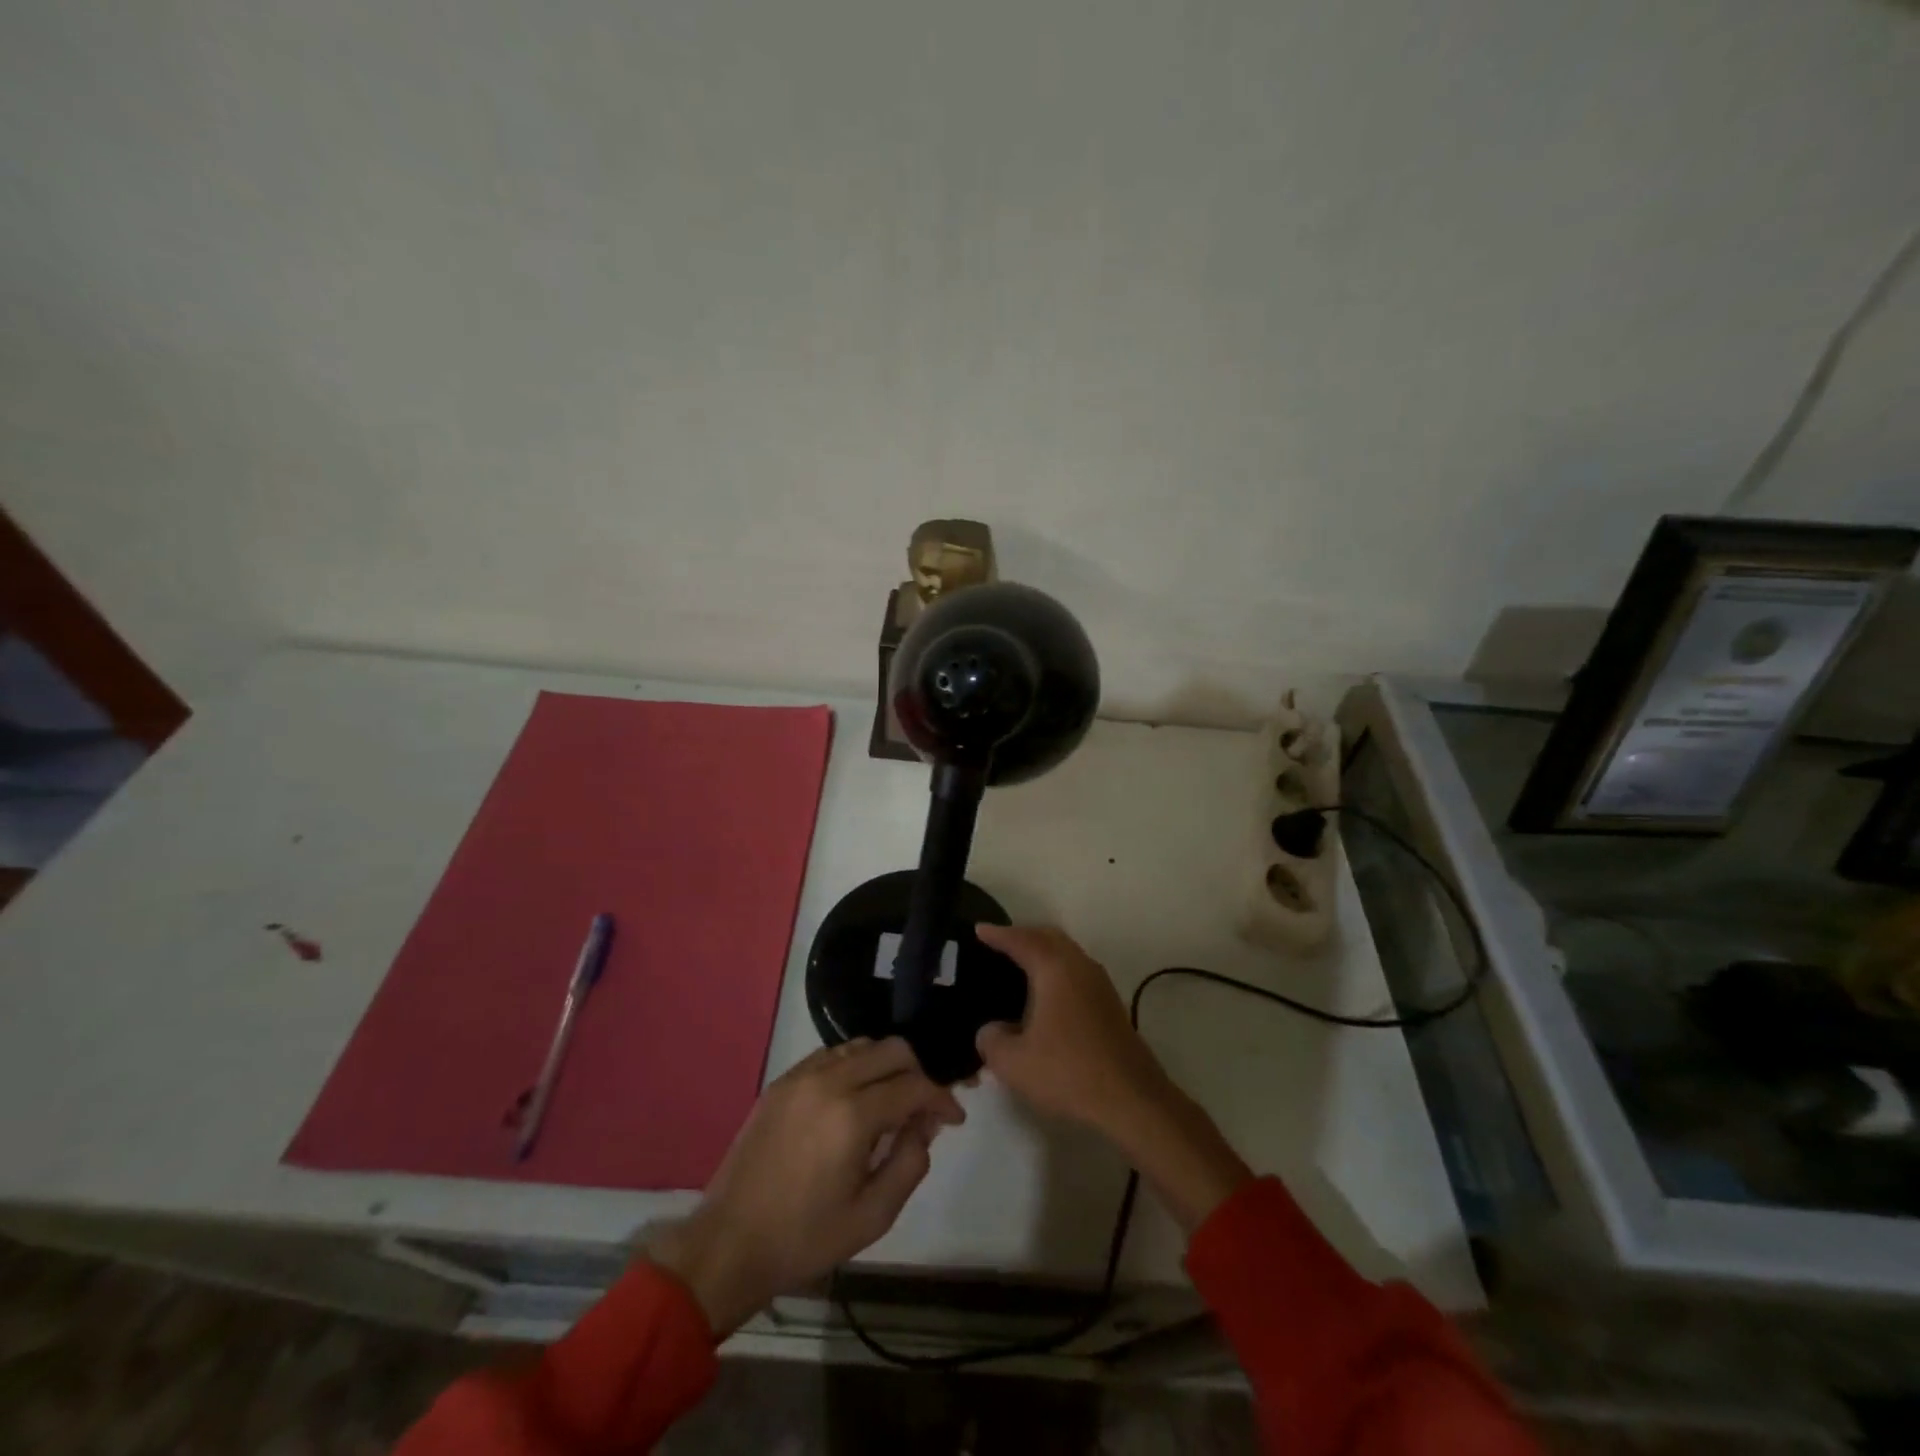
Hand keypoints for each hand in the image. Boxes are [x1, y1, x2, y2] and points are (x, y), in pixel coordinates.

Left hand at [649, 1037, 962, 1335]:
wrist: (730, 1243)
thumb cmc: (805, 1238)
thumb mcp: (873, 1216)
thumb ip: (910, 1163)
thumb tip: (926, 1125)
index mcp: (853, 1116)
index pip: (914, 1085)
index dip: (941, 1098)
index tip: (954, 1117)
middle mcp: (829, 1081)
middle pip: (892, 1050)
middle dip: (917, 1073)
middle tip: (924, 1109)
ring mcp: (801, 1076)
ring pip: (861, 1046)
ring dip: (885, 1066)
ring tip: (891, 1103)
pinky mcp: (782, 1081)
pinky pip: (831, 1055)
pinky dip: (854, 1067)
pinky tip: (855, 1099)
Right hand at [974, 924, 1251, 1230]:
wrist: (1132, 1098)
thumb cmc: (1069, 1072)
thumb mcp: (1013, 1062)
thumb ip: (991, 1040)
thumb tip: (990, 1030)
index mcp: (1054, 968)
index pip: (1021, 940)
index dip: (997, 934)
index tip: (978, 929)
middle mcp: (1079, 966)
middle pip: (1048, 937)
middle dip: (1023, 935)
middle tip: (998, 944)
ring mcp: (1099, 984)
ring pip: (1066, 953)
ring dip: (1042, 952)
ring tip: (1018, 966)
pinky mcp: (1109, 1004)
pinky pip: (1075, 971)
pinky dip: (1055, 970)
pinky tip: (1044, 995)